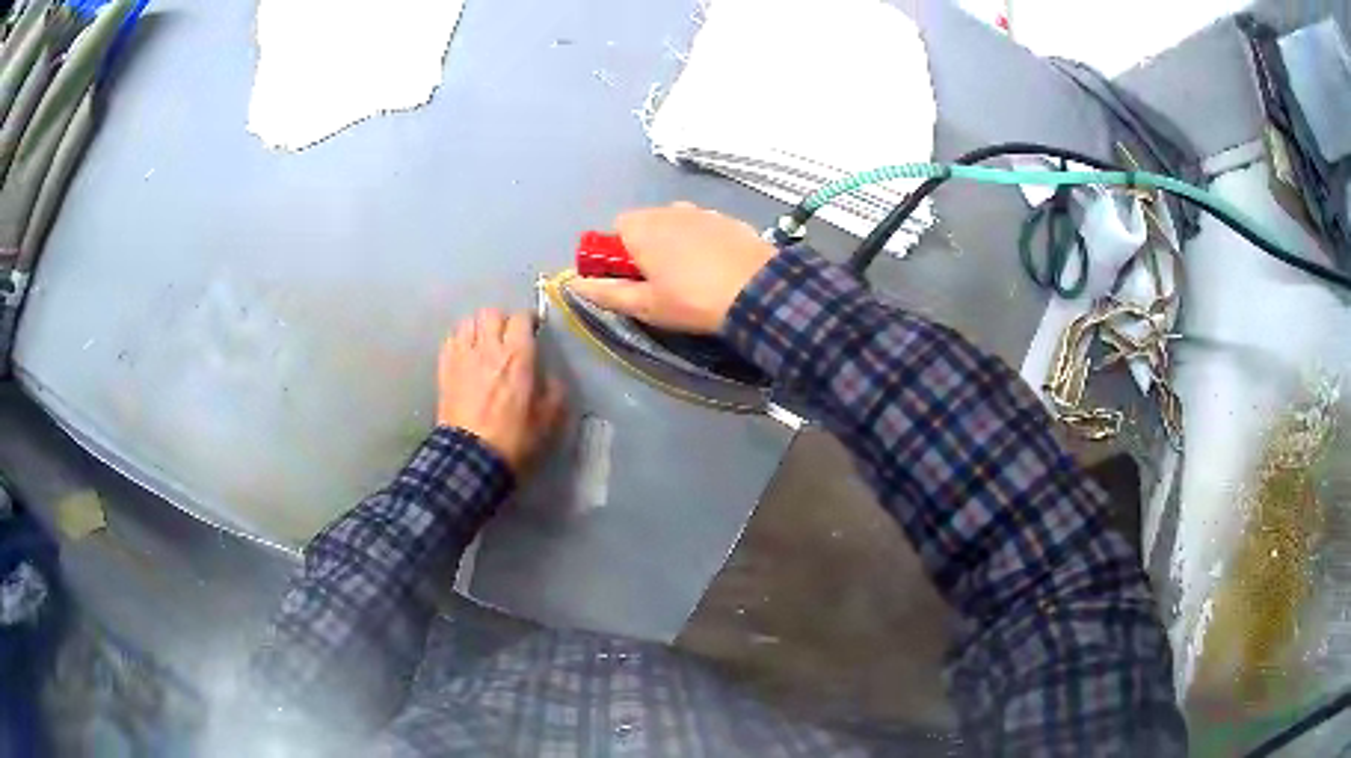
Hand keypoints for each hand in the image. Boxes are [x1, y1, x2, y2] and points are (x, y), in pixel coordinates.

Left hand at [437, 309, 564, 472]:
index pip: (522, 318)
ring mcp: (462, 356)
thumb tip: (550, 378)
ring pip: (468, 321)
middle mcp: (488, 347)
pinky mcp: (444, 368)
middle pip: (492, 313)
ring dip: (478, 327)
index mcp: (517, 356)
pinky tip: (465, 354)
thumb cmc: (514, 438)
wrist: (471, 457)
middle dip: (502, 320)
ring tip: (483, 342)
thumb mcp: (548, 419)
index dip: (529, 320)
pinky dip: (459, 340)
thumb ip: (554, 392)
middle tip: (507, 336)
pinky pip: (450, 339)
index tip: (534, 330)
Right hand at [566, 203, 776, 333]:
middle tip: (660, 281)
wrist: (758, 291)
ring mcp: (702, 212)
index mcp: (642, 227)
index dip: (618, 252)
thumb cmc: (692, 299)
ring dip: (675, 241)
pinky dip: (703, 241)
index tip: (630, 278)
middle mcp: (669, 210)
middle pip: (646, 222)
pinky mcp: (729, 220)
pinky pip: (704, 227)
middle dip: (646, 245)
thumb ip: (606, 292)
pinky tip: (716, 267)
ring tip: (691, 275)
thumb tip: (573, 284)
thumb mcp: (645, 305)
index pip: (616, 227)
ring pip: (676, 222)